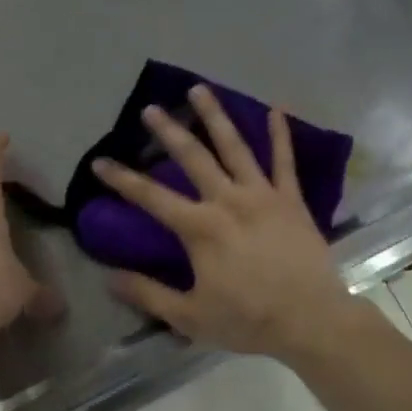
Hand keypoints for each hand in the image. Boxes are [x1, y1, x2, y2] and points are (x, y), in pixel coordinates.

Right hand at [92, 86, 358, 359]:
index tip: (100, 162)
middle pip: (193, 158)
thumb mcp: (189, 316)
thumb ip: (148, 294)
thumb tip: (108, 277)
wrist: (310, 320)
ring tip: (199, 90)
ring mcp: (263, 196)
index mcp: (200, 228)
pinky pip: (285, 161)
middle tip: (150, 109)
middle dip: (168, 131)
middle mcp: (228, 201)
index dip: (122, 179)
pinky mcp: (292, 200)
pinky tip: (276, 108)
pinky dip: (281, 134)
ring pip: (235, 147)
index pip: (151, 197)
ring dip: (215, 117)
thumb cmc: (247, 320)